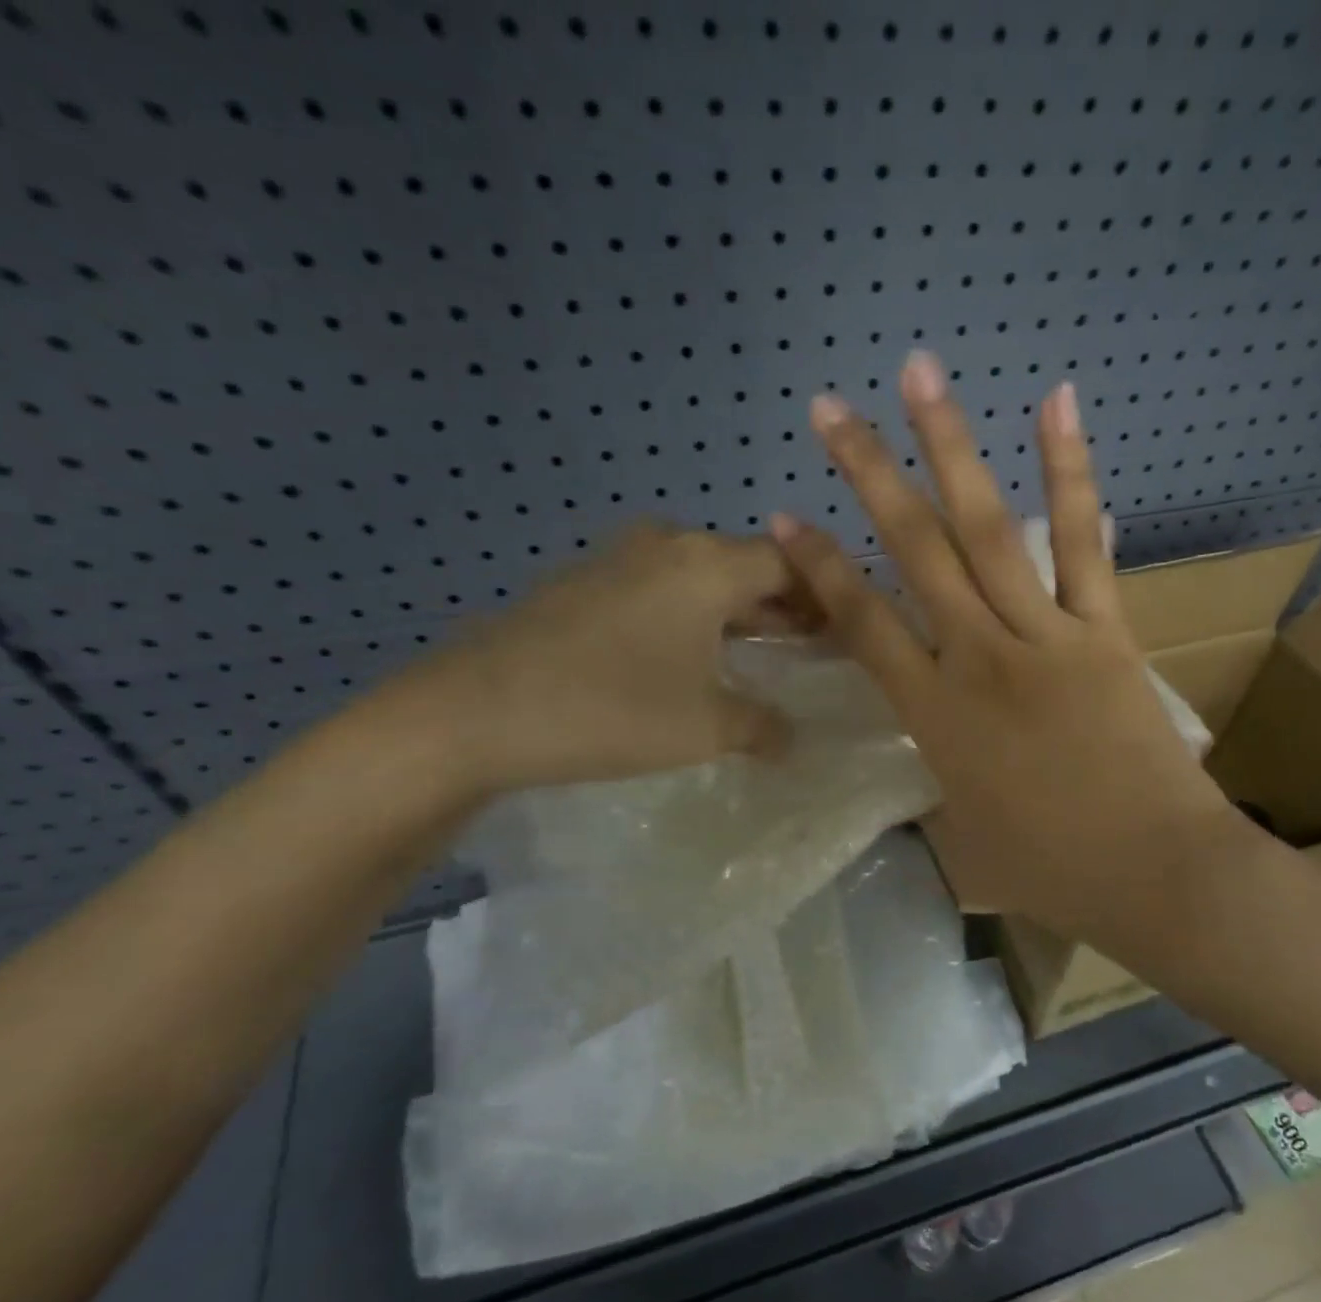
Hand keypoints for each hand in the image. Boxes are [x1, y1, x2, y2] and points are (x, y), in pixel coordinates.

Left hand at [380, 524, 796, 797]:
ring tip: (759, 652)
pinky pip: (657, 590)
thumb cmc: (612, 709)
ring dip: (735, 610)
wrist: (475, 712)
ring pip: (699, 577)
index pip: (790, 562)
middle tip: (812, 644)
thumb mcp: (708, 727)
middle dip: (783, 603)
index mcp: (708, 564)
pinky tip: (686, 657)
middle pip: (745, 565)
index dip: (824, 595)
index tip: (846, 630)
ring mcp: (616, 560)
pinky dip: (689, 616)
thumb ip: (764, 727)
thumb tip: (794, 738)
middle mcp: (667, 545)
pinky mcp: (580, 585)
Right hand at [771, 351, 1234, 946]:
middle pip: (915, 551)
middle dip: (868, 475)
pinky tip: (1056, 403)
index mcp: (936, 715)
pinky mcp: (1106, 629)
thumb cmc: (1051, 869)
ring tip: (921, 375)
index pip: (861, 623)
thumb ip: (930, 783)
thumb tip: (920, 752)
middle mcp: (981, 657)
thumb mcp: (963, 836)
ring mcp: (1047, 635)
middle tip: (830, 408)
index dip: (818, 568)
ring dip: (950, 448)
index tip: (783, 517)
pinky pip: (1084, 542)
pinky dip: (1071, 472)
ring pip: (989, 528)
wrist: (1157, 874)